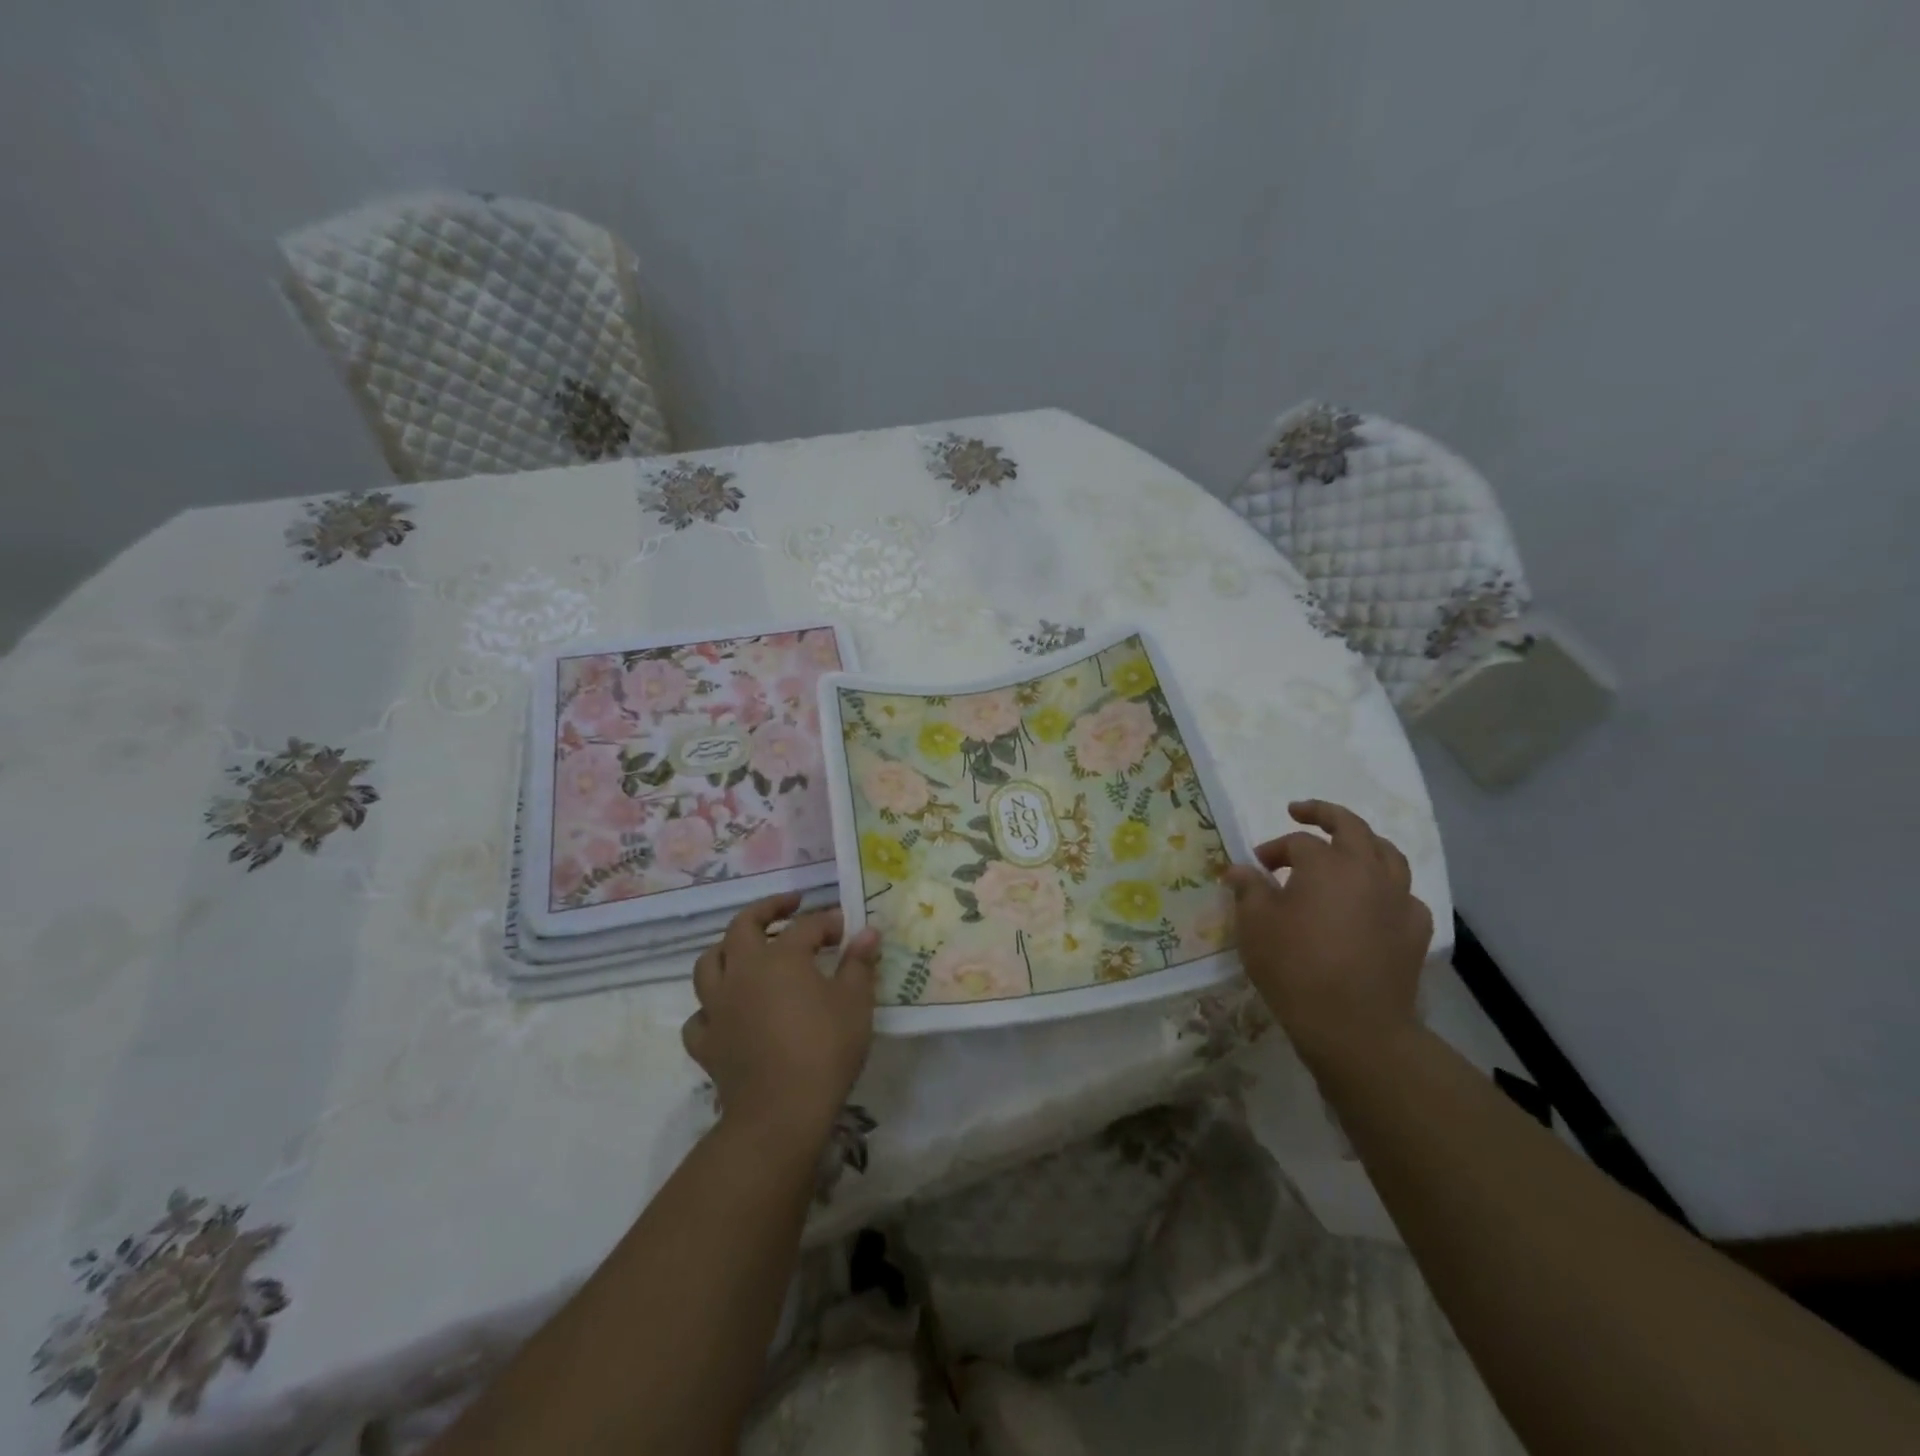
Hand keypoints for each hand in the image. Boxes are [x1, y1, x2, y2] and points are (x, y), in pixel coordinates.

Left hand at [682, 894, 880, 1141]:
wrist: (781, 1112)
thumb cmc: (825, 1049)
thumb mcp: (855, 1002)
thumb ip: (859, 963)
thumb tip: (867, 932)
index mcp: (779, 957)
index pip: (805, 926)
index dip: (828, 923)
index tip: (846, 928)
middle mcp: (741, 972)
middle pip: (742, 926)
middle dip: (767, 910)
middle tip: (790, 907)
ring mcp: (717, 1007)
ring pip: (709, 964)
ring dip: (727, 951)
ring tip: (747, 952)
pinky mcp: (706, 1043)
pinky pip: (700, 1016)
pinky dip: (711, 1008)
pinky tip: (727, 1012)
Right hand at [1223, 800, 1432, 1068]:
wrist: (1354, 1026)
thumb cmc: (1294, 967)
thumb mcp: (1255, 925)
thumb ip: (1248, 889)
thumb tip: (1239, 870)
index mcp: (1327, 864)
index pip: (1298, 842)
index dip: (1274, 849)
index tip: (1256, 867)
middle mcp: (1368, 871)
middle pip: (1352, 827)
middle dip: (1324, 814)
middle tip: (1301, 812)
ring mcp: (1398, 900)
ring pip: (1388, 854)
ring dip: (1363, 844)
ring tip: (1346, 849)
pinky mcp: (1415, 930)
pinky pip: (1403, 894)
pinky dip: (1386, 888)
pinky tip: (1372, 902)